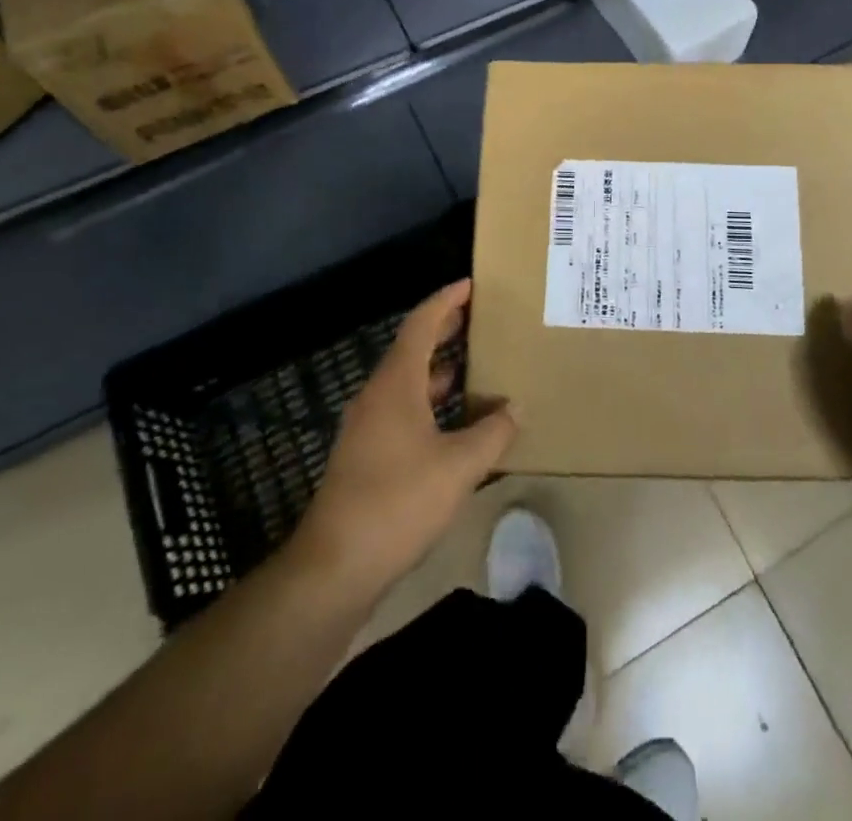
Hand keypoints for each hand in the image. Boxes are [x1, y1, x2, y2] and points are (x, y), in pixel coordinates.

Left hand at [294, 280, 516, 600]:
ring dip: (440, 368)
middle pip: (413, 347)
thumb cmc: (398, 501)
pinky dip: (431, 401)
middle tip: (481, 316)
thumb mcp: (459, 467)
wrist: (335, 566)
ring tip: (477, 363)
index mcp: (396, 383)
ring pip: (408, 381)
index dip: (446, 300)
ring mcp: (369, 426)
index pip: (421, 324)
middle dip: (446, 329)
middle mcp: (378, 395)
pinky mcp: (367, 454)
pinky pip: (404, 409)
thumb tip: (516, 408)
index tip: (472, 284)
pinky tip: (457, 420)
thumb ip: (493, 433)